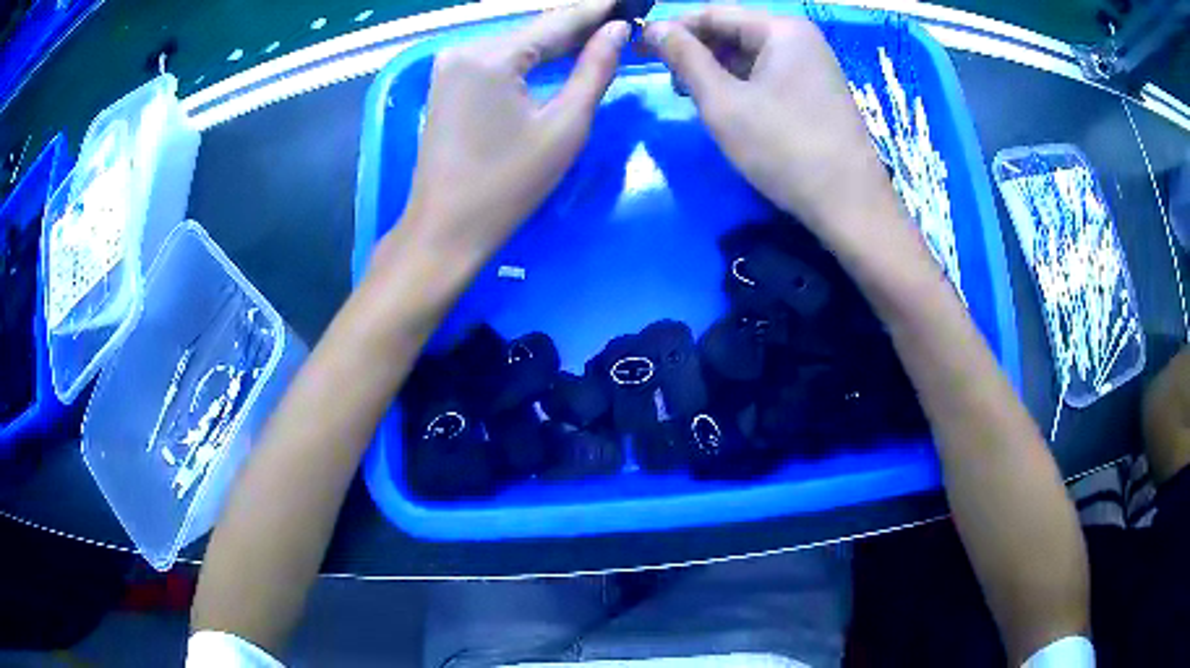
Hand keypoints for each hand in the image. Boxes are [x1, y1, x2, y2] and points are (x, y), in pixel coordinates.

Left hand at [399, 0, 629, 266]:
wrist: (445, 229)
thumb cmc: (508, 185)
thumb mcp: (564, 126)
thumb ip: (594, 70)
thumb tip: (618, 29)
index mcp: (490, 56)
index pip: (556, 22)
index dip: (596, 10)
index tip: (628, 0)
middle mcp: (464, 48)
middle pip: (533, 30)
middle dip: (577, 26)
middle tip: (618, 21)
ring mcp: (449, 65)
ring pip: (516, 43)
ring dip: (555, 41)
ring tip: (599, 34)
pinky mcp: (446, 82)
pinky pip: (497, 59)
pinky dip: (529, 57)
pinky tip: (558, 55)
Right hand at [646, 7, 903, 248]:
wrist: (850, 205)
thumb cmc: (784, 149)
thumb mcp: (723, 102)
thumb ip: (685, 58)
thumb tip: (653, 28)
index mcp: (781, 29)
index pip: (712, 13)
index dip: (672, 29)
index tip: (640, 50)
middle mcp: (801, 37)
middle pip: (734, 31)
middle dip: (696, 51)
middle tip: (667, 80)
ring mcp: (814, 64)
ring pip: (751, 55)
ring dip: (717, 70)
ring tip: (692, 97)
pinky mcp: (818, 90)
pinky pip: (770, 74)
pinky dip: (743, 84)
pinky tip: (728, 106)